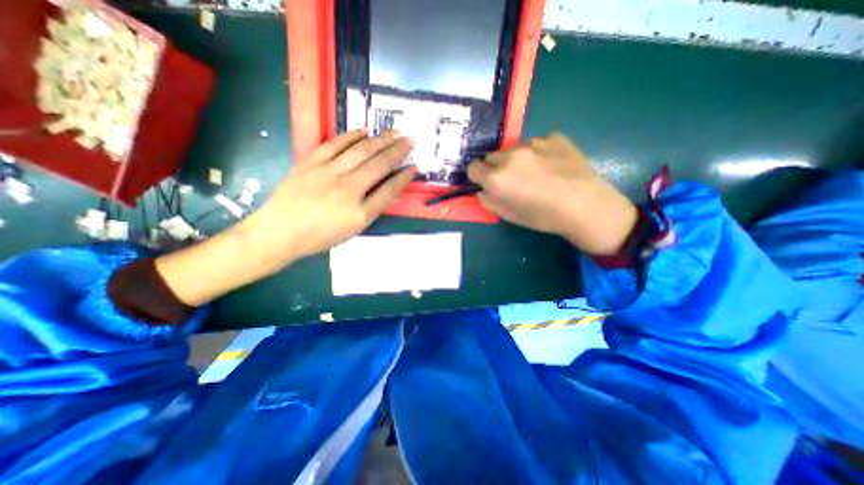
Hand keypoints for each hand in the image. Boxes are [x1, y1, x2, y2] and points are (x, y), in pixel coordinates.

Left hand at [155, 130, 414, 304]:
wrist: (280, 232)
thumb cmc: (320, 236)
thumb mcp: (352, 230)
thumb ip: (372, 208)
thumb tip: (388, 189)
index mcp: (360, 213)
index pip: (389, 190)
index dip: (404, 177)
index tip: (415, 167)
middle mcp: (348, 190)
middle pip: (378, 166)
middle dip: (397, 151)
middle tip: (410, 140)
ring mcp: (328, 173)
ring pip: (360, 152)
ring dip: (380, 140)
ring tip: (394, 132)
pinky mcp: (311, 163)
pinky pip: (334, 144)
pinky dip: (351, 136)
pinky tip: (364, 131)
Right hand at [470, 130, 635, 255]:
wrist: (586, 206)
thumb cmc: (543, 217)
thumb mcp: (508, 215)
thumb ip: (488, 200)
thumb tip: (482, 189)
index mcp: (496, 177)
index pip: (473, 168)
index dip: (478, 177)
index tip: (487, 183)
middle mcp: (510, 155)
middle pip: (491, 156)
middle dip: (496, 167)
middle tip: (512, 180)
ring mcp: (533, 142)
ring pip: (513, 149)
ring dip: (516, 159)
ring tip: (535, 173)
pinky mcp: (553, 136)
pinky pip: (536, 143)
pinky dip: (538, 153)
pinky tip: (552, 165)